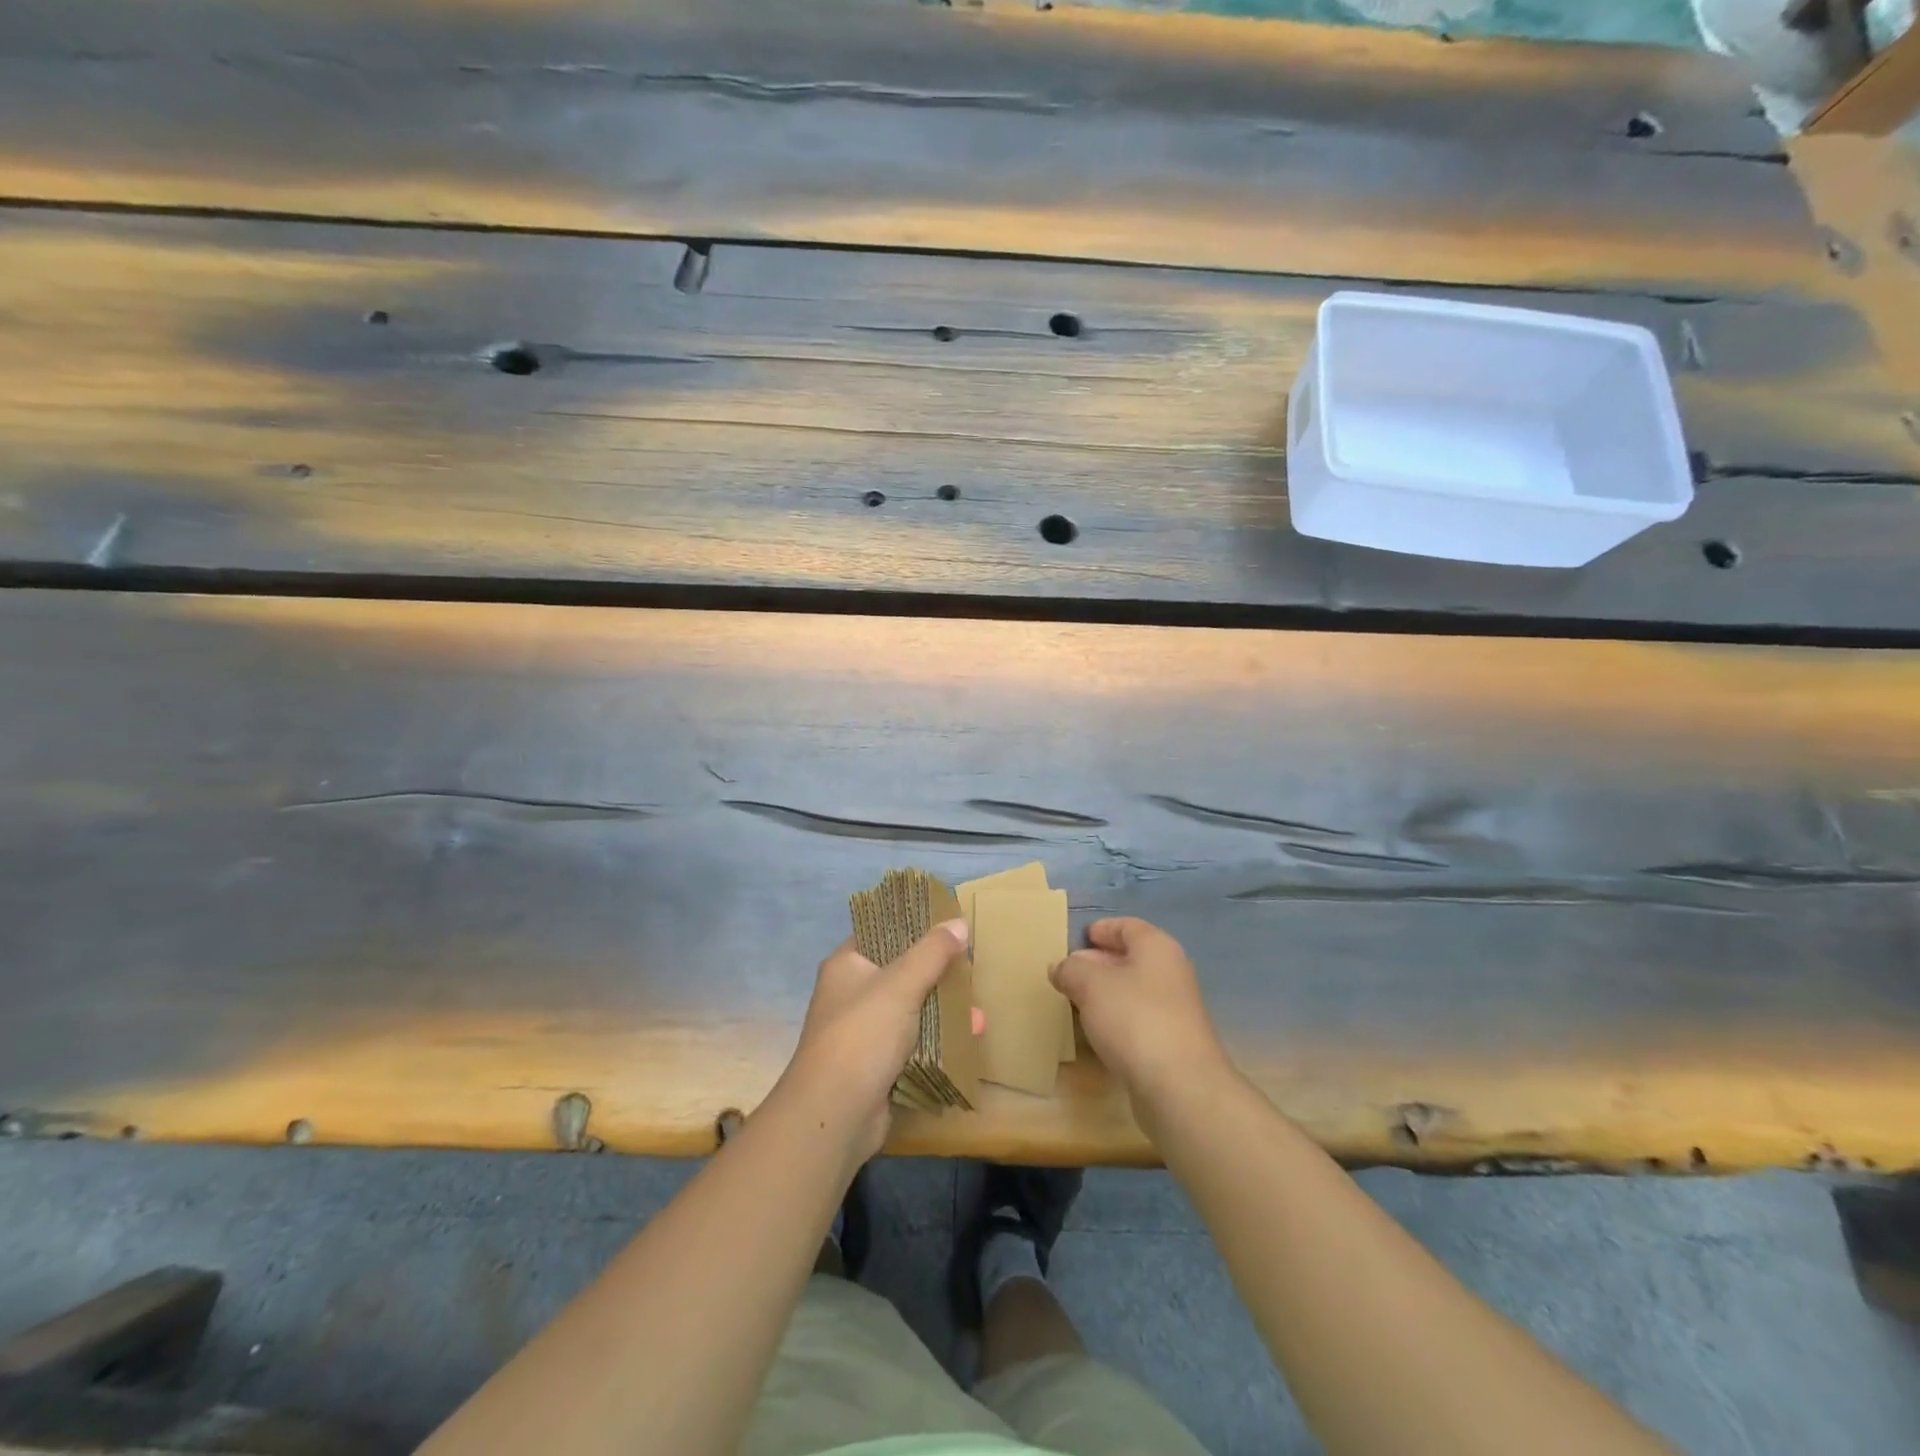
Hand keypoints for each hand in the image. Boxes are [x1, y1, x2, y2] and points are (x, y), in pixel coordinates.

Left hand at [775, 921, 970, 1163]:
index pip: (880, 932)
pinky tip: (967, 1039)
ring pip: (910, 1010)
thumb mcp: (901, 984)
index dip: (912, 926)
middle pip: (900, 972)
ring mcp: (863, 1032)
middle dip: (937, 974)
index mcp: (847, 965)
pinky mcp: (877, 1065)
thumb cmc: (863, 1034)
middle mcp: (851, 994)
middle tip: (969, 970)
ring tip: (977, 1014)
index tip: (947, 924)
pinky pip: (913, 1043)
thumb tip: (958, 922)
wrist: (835, 1114)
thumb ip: (932, 952)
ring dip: (943, 1011)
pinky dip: (937, 1041)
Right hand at [1051, 917, 1230, 1112]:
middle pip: (1131, 958)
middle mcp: (1171, 972)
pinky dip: (1116, 1020)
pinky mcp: (1172, 1043)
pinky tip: (1096, 1032)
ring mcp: (1175, 1010)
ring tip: (1074, 1002)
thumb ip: (1070, 969)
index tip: (1079, 938)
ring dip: (1105, 994)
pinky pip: (1138, 1020)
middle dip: (1098, 963)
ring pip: (1133, 991)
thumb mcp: (1090, 985)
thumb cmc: (1134, 1019)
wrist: (1181, 1087)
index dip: (1102, 929)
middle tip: (1068, 972)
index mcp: (1156, 947)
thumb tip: (1060, 967)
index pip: (1127, 926)